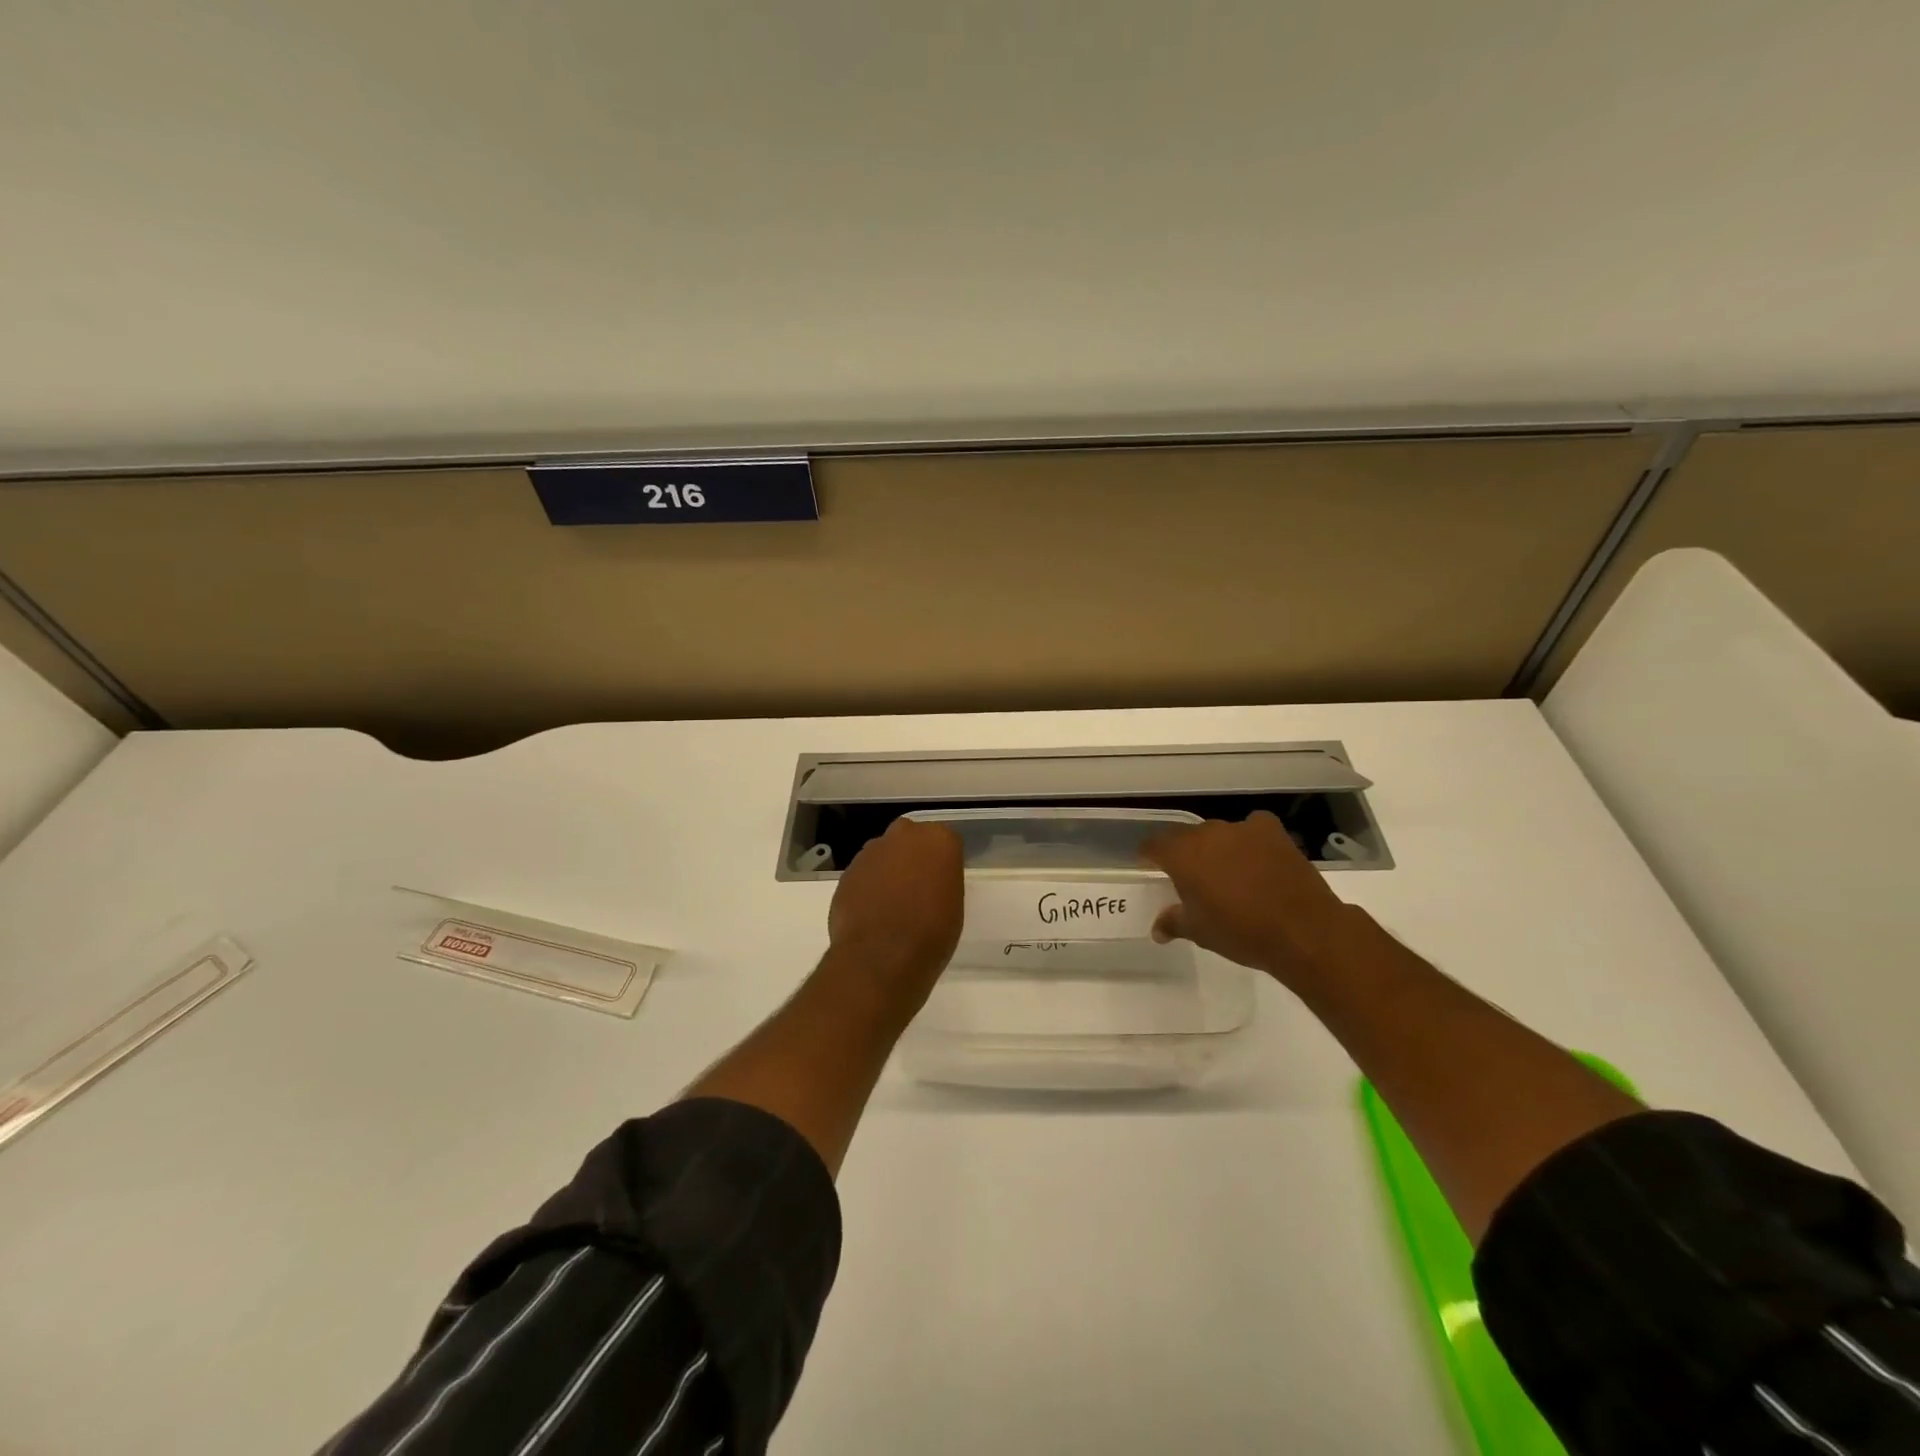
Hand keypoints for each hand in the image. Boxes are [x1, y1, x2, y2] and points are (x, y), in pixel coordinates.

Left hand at [826, 818, 964, 995]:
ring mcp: (871, 852)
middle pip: (910, 840)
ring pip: (883, 855)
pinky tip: (871, 914)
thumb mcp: (952, 905)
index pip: (945, 842)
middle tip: (917, 888)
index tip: (941, 883)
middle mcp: (904, 835)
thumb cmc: (931, 933)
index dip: (942, 863)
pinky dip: (867, 888)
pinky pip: (863, 875)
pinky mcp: (847, 871)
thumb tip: (927, 882)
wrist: (881, 957)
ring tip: (891, 905)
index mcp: (938, 840)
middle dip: (911, 857)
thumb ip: (940, 881)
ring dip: (887, 871)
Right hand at [1141, 811, 1354, 987]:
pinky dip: (1249, 840)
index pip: (1154, 844)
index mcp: (1182, 855)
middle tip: (1191, 877)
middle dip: (1185, 853)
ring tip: (1227, 872)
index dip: (1149, 855)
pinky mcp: (1272, 831)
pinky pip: (1252, 828)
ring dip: (1217, 848)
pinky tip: (1257, 858)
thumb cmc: (1240, 932)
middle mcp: (1207, 834)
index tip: (1150, 865)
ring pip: (1219, 833)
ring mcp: (1242, 829)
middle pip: (1186, 837)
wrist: (1302, 931)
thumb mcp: (1200, 932)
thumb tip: (1157, 929)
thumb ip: (1173, 922)